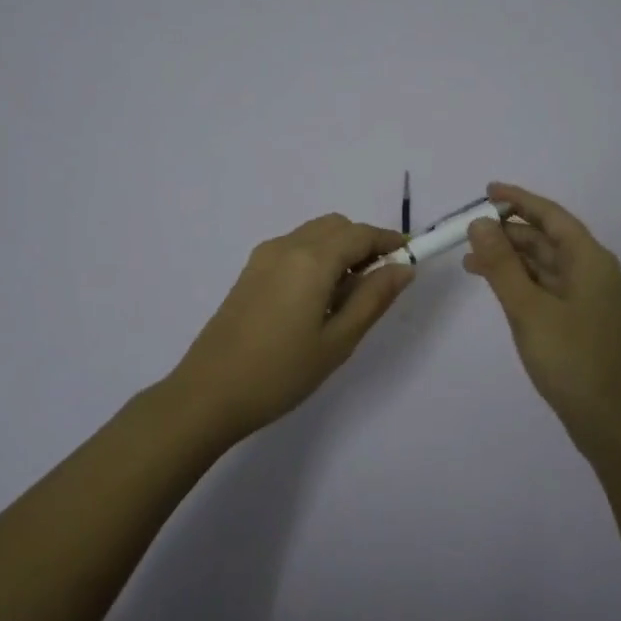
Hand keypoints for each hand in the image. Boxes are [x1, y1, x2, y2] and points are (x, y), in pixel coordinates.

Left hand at [168, 214, 413, 439]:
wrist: (208, 394)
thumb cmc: (280, 372)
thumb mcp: (338, 341)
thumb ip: (373, 298)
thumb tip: (403, 268)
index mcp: (311, 259)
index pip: (361, 234)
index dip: (390, 241)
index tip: (412, 257)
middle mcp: (286, 246)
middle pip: (336, 226)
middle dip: (364, 243)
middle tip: (381, 281)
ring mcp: (263, 257)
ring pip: (314, 235)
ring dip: (339, 249)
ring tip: (349, 294)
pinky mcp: (250, 272)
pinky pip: (294, 248)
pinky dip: (316, 257)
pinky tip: (318, 298)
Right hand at [464, 182, 620, 452]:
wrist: (613, 424)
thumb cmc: (571, 361)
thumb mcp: (528, 309)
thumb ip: (502, 265)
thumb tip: (480, 223)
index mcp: (591, 261)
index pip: (552, 216)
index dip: (519, 200)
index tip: (487, 191)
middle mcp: (596, 272)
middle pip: (549, 240)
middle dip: (509, 234)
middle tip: (468, 234)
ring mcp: (593, 299)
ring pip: (548, 266)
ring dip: (513, 260)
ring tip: (471, 263)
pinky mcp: (586, 322)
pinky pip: (551, 288)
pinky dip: (524, 283)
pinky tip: (500, 289)